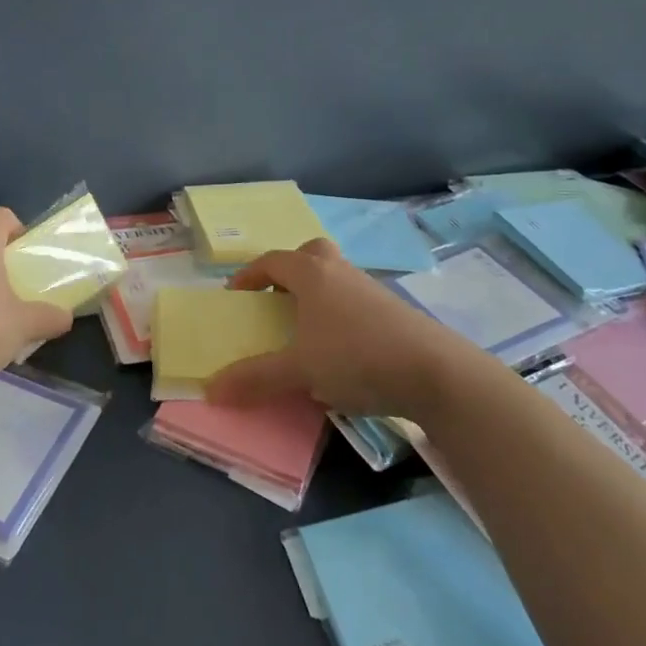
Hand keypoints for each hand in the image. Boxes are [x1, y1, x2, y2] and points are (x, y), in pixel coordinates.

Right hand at [206, 239, 463, 418]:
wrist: (434, 371)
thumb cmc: (356, 357)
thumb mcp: (299, 371)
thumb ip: (255, 378)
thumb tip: (210, 390)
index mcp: (312, 274)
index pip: (273, 260)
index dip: (249, 274)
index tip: (235, 297)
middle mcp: (341, 272)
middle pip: (311, 254)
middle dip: (289, 271)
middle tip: (277, 299)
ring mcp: (371, 289)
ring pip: (336, 277)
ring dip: (316, 294)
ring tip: (304, 331)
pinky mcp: (394, 311)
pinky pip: (355, 301)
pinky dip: (339, 315)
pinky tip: (339, 350)